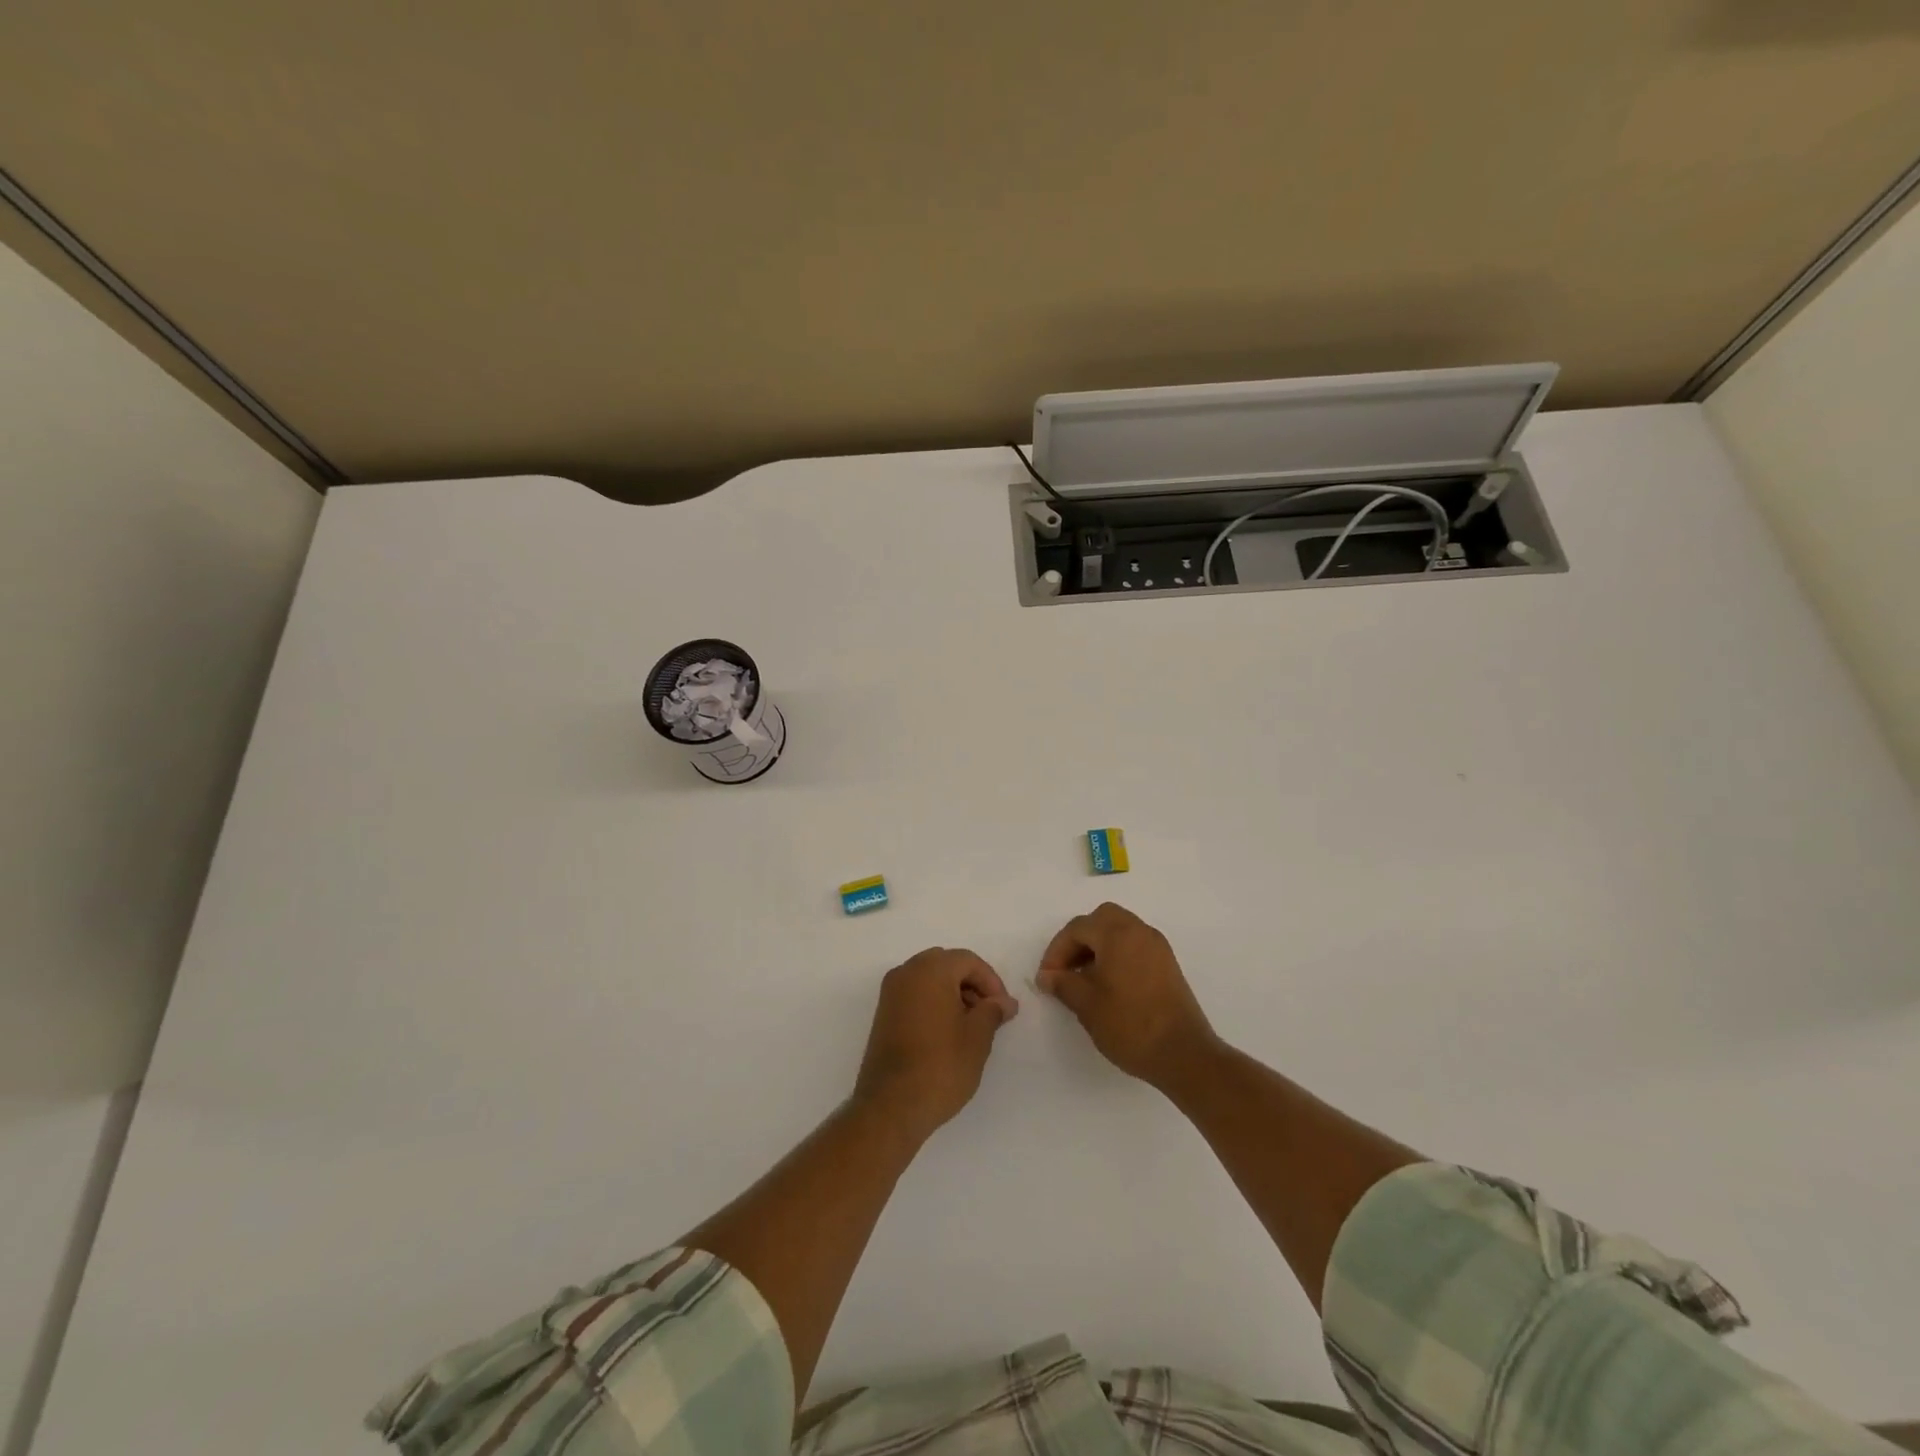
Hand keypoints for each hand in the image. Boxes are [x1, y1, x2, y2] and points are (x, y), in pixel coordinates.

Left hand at [853, 948, 1018, 1140]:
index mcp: (930, 970)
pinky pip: (914, 995)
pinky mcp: (883, 1014)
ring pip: (929, 979)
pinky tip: (947, 1033)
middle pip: (947, 965)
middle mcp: (906, 972)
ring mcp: (890, 993)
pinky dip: (934, 1004)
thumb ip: (993, 1011)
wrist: (891, 1106)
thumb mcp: (978, 1037)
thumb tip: (1005, 1001)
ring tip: (971, 1027)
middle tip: (989, 1014)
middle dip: (971, 985)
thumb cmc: (941, 1066)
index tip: (1004, 1009)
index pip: (968, 961)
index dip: (991, 981)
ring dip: (953, 994)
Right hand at [1037, 903, 1219, 1090]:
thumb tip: (1047, 975)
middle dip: (1079, 940)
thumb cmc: (1130, 1025)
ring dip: (1098, 946)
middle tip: (1066, 968)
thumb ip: (1063, 983)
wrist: (1183, 1054)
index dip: (1057, 950)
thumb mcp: (1087, 1005)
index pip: (1078, 928)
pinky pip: (1135, 945)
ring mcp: (1158, 946)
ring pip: (1120, 930)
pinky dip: (1117, 954)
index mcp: (1118, 934)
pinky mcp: (1168, 964)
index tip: (1047, 978)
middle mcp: (1140, 931)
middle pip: (1101, 919)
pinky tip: (1108, 984)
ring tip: (1084, 978)